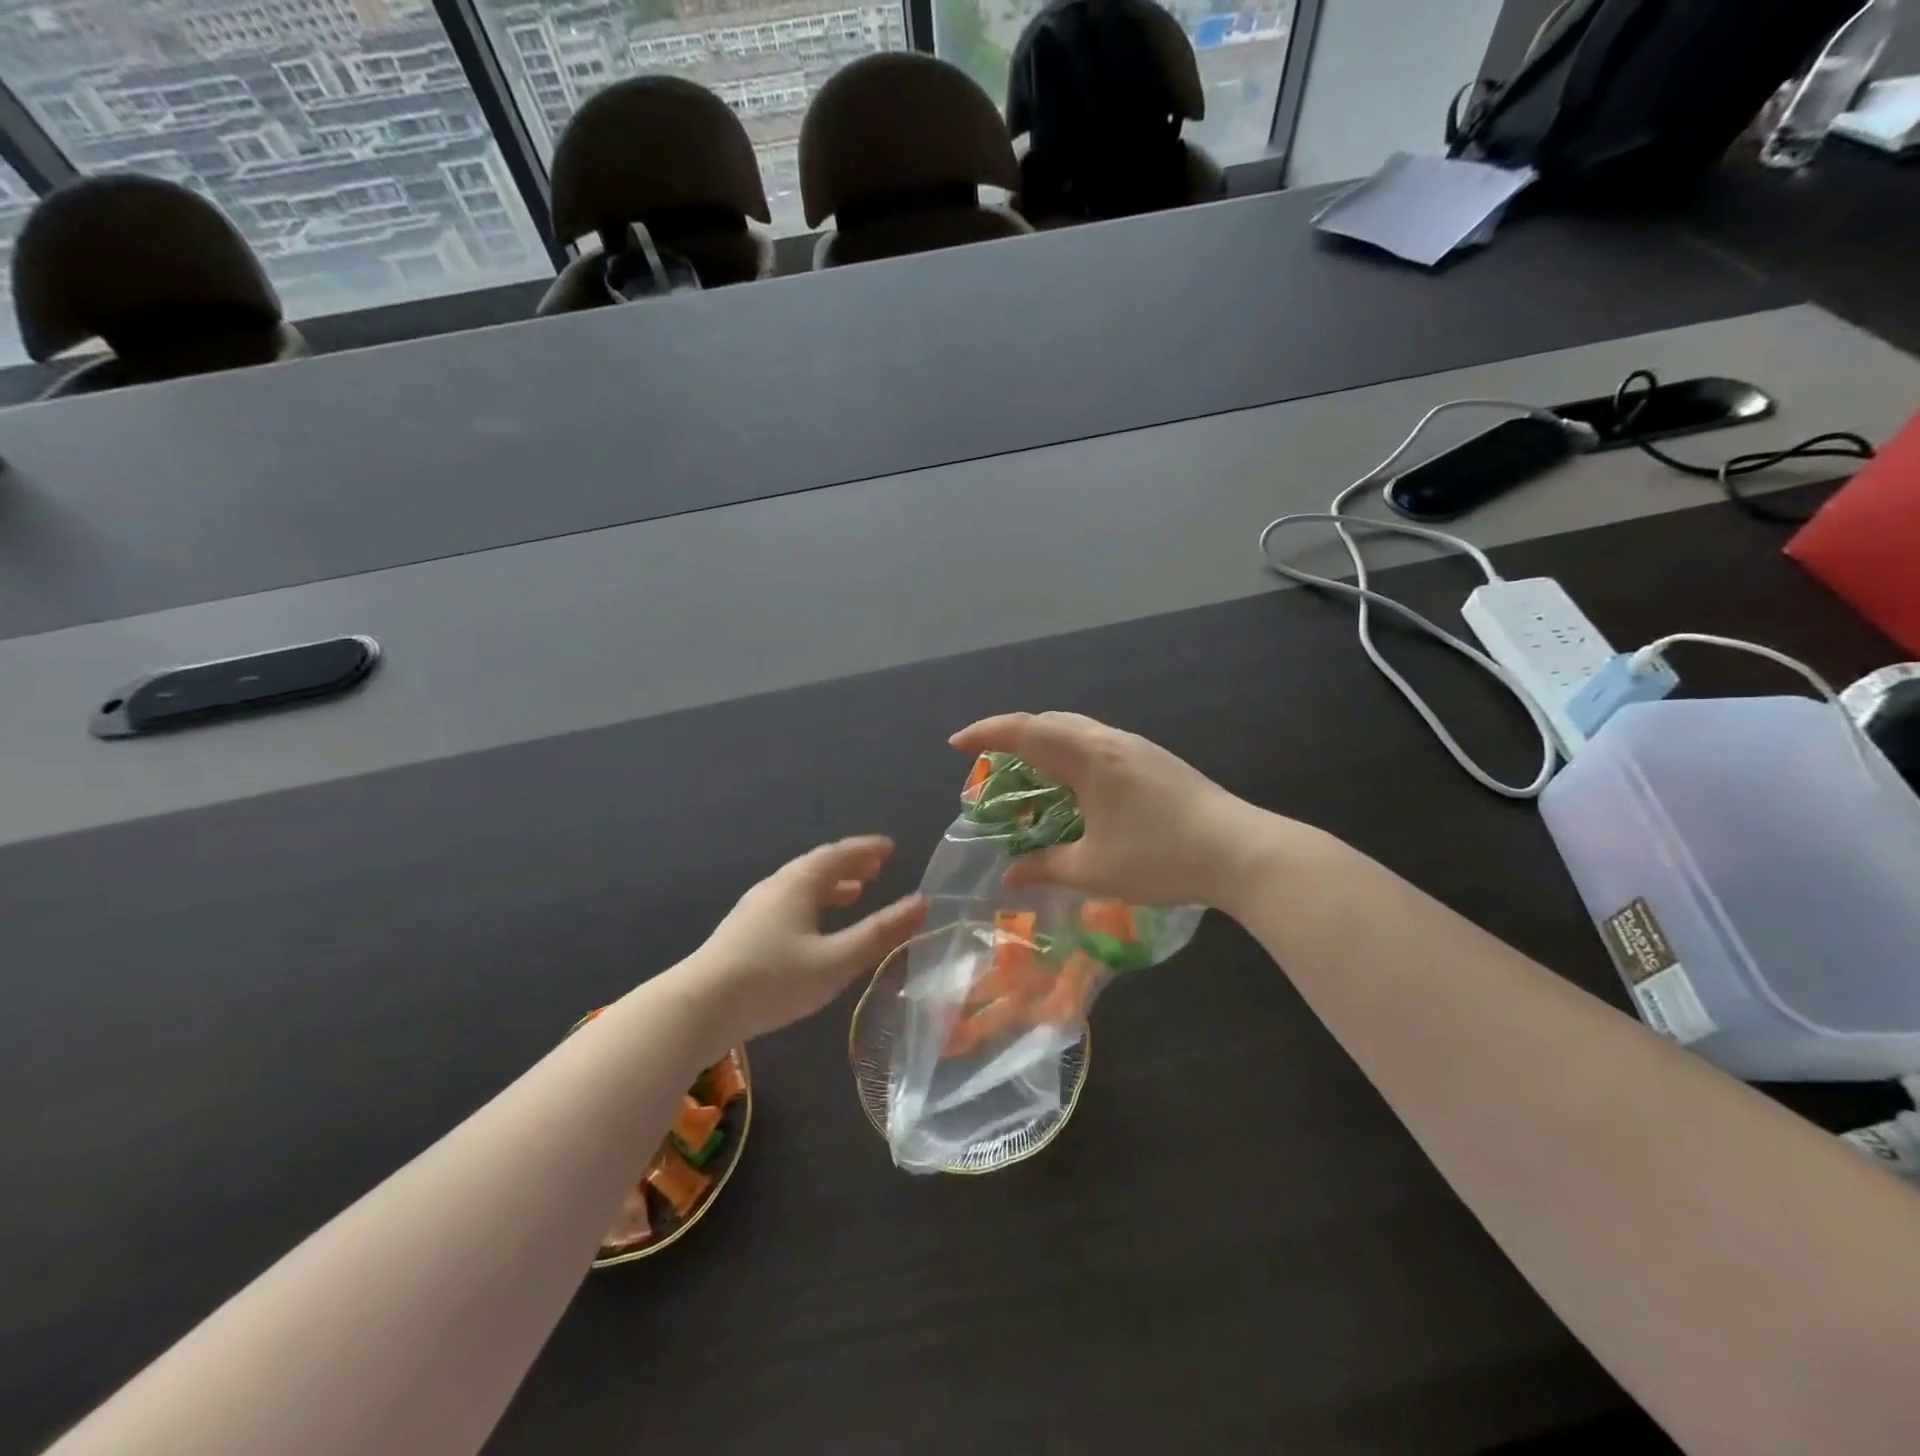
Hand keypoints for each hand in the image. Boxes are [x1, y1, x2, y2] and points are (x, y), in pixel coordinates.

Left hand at [690, 837, 926, 1043]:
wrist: (696, 1008)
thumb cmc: (772, 980)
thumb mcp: (835, 960)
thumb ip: (879, 933)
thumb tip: (921, 903)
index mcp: (797, 884)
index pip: (838, 855)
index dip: (866, 849)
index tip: (890, 848)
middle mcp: (774, 888)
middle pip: (816, 867)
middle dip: (849, 865)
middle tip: (876, 867)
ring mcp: (753, 910)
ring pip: (799, 887)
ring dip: (830, 886)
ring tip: (853, 893)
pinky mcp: (741, 934)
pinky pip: (787, 904)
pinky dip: (811, 904)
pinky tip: (813, 929)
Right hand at [949, 713, 1286, 909]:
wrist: (1242, 850)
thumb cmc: (1161, 857)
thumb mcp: (1095, 869)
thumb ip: (1046, 867)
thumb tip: (1010, 874)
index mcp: (1089, 757)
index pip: (1025, 731)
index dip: (986, 734)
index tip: (956, 745)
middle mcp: (1109, 741)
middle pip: (1049, 722)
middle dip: (1011, 736)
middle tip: (987, 763)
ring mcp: (1136, 747)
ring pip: (1076, 729)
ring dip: (1043, 743)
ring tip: (1025, 774)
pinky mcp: (1154, 760)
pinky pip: (1096, 743)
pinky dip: (1068, 753)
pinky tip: (1072, 785)